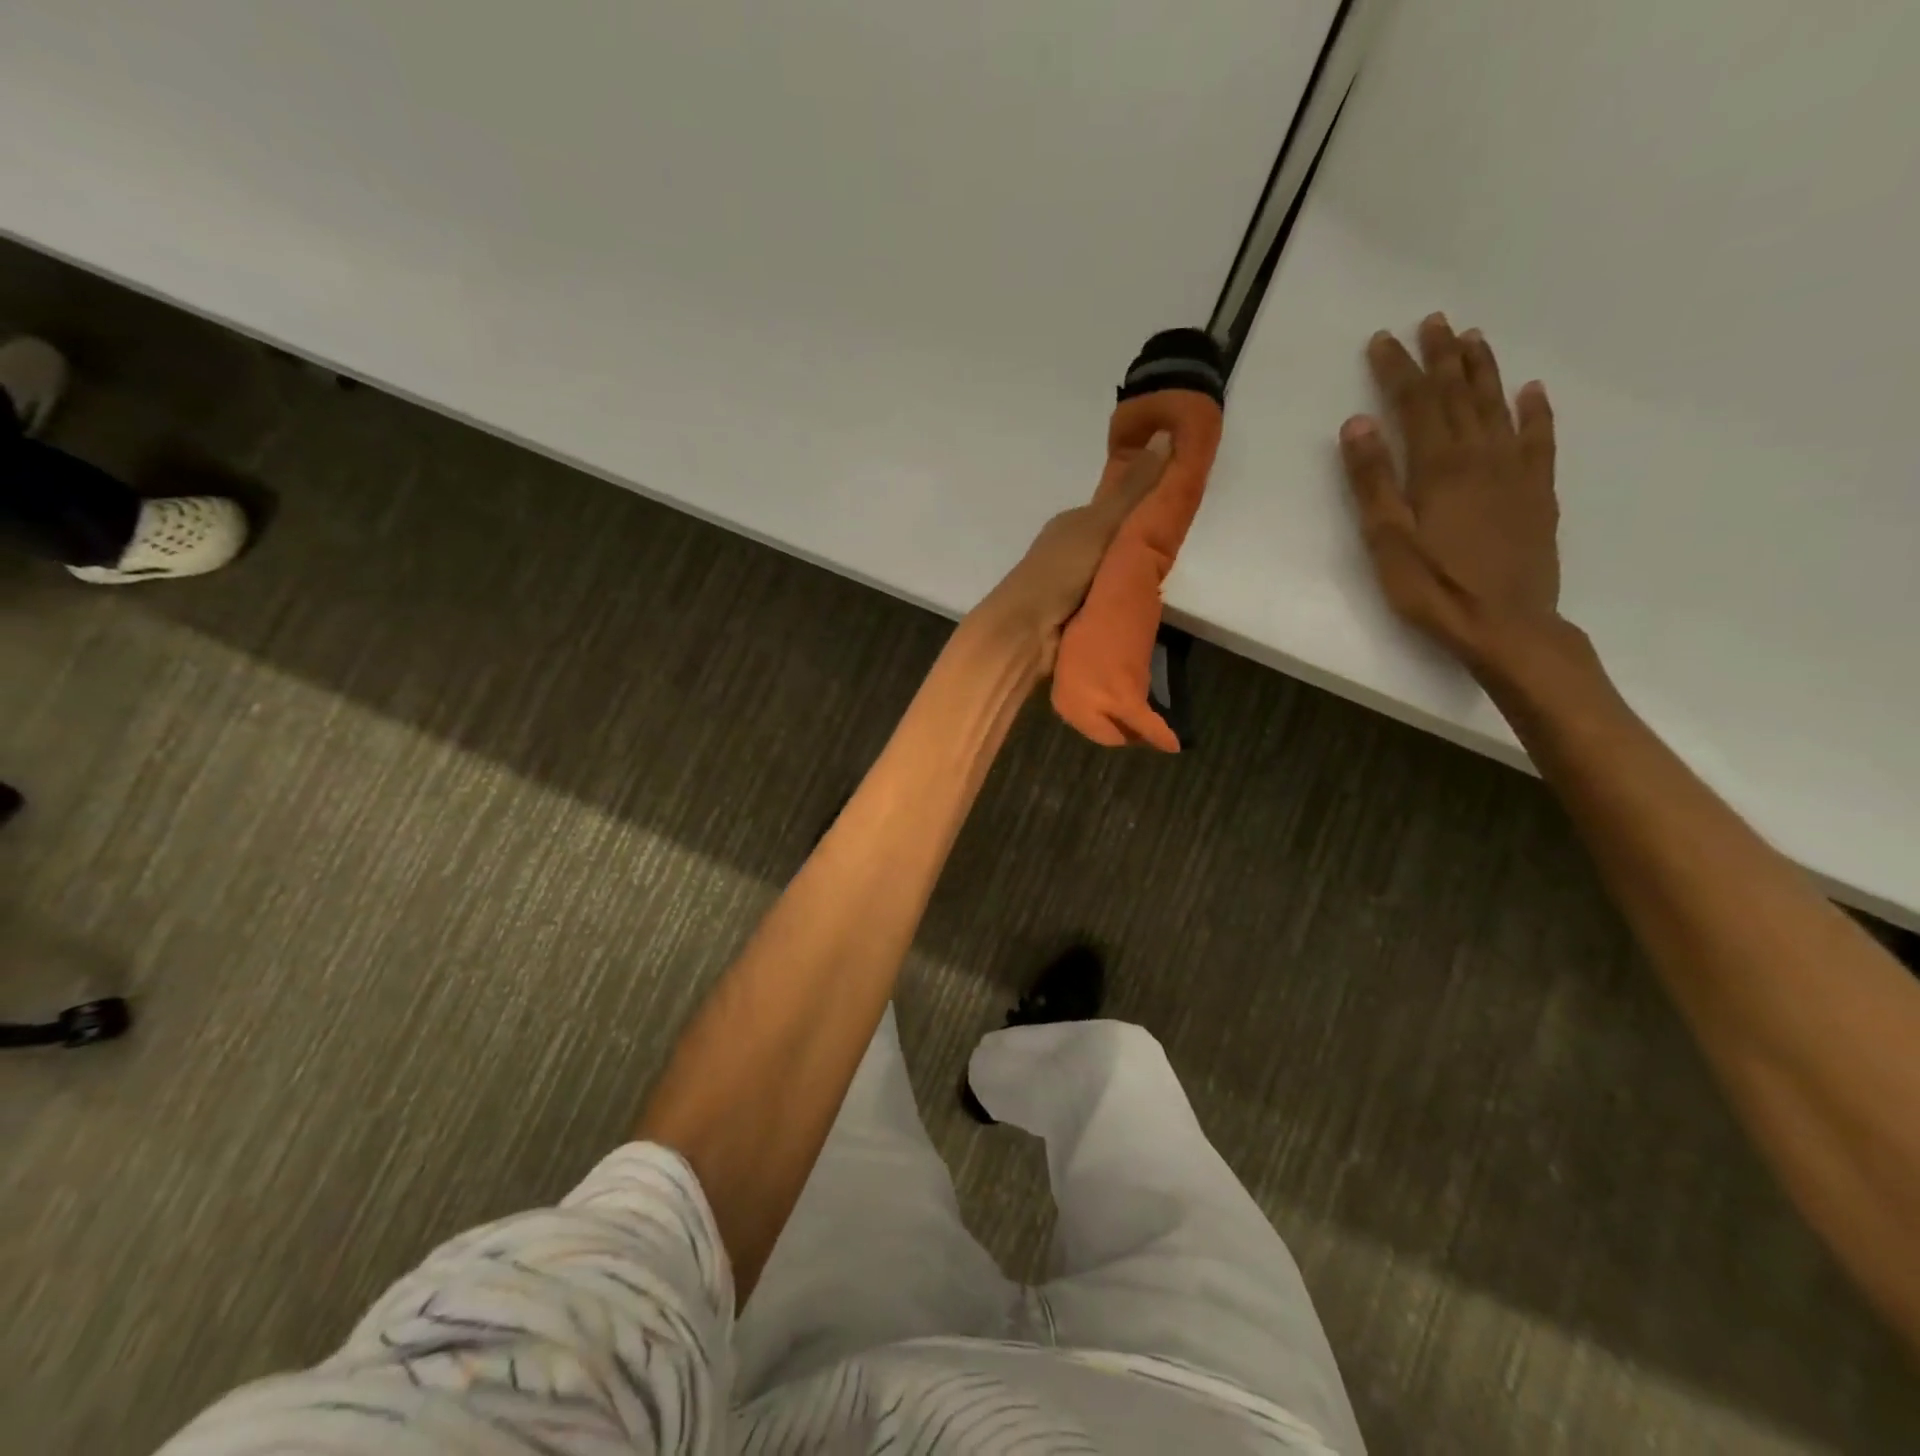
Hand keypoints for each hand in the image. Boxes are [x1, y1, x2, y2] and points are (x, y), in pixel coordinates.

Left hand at [971, 429, 1172, 674]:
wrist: (1026, 631)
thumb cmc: (1062, 570)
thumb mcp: (1103, 523)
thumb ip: (1135, 489)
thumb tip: (1166, 433)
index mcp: (1074, 522)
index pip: (1118, 508)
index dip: (1147, 507)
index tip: (1179, 511)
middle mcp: (1072, 549)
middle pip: (1119, 542)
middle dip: (1144, 547)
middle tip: (1176, 552)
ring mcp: (1072, 584)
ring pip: (1115, 572)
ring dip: (1135, 576)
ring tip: (1165, 581)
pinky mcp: (1076, 615)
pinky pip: (1110, 599)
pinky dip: (1124, 599)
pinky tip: (1143, 604)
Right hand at [1340, 315, 1561, 674]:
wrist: (1508, 626)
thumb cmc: (1435, 589)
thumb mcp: (1387, 541)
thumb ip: (1372, 482)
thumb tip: (1357, 424)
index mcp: (1438, 468)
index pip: (1415, 404)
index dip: (1398, 370)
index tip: (1384, 340)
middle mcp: (1480, 457)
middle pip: (1459, 395)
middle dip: (1443, 357)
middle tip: (1434, 322)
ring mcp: (1515, 472)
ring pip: (1498, 407)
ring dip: (1484, 371)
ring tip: (1473, 339)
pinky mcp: (1537, 493)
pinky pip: (1539, 439)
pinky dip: (1535, 411)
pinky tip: (1532, 391)